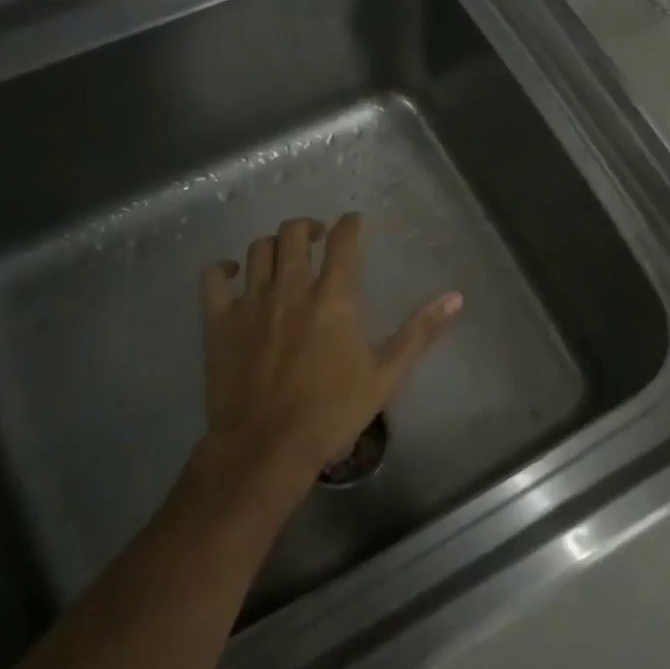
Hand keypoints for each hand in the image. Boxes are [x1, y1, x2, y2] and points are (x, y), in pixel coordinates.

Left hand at [190, 213, 461, 515]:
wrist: (268, 445)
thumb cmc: (333, 411)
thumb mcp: (387, 373)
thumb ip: (420, 331)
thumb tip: (455, 297)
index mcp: (335, 296)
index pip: (344, 239)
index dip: (350, 224)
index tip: (353, 223)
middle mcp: (292, 287)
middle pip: (295, 232)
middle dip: (309, 227)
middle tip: (317, 240)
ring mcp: (252, 301)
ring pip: (259, 249)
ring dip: (274, 246)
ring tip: (283, 258)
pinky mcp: (219, 320)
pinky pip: (213, 277)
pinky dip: (224, 269)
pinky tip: (233, 275)